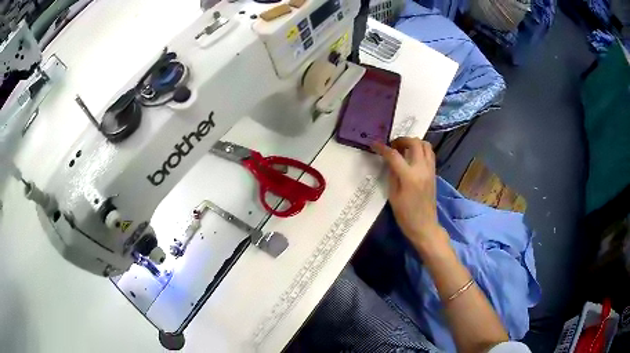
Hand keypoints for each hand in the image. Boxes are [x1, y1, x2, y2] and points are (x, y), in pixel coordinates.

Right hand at [372, 137, 444, 249]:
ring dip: (413, 143)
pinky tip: (412, 157)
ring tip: (403, 149)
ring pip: (425, 145)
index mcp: (409, 177)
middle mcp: (422, 169)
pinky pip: (429, 154)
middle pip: (414, 143)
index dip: (382, 148)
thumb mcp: (393, 196)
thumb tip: (389, 161)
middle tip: (392, 146)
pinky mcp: (434, 173)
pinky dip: (421, 150)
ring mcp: (430, 170)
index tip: (374, 144)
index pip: (394, 155)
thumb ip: (392, 175)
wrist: (424, 226)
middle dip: (401, 140)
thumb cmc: (405, 215)